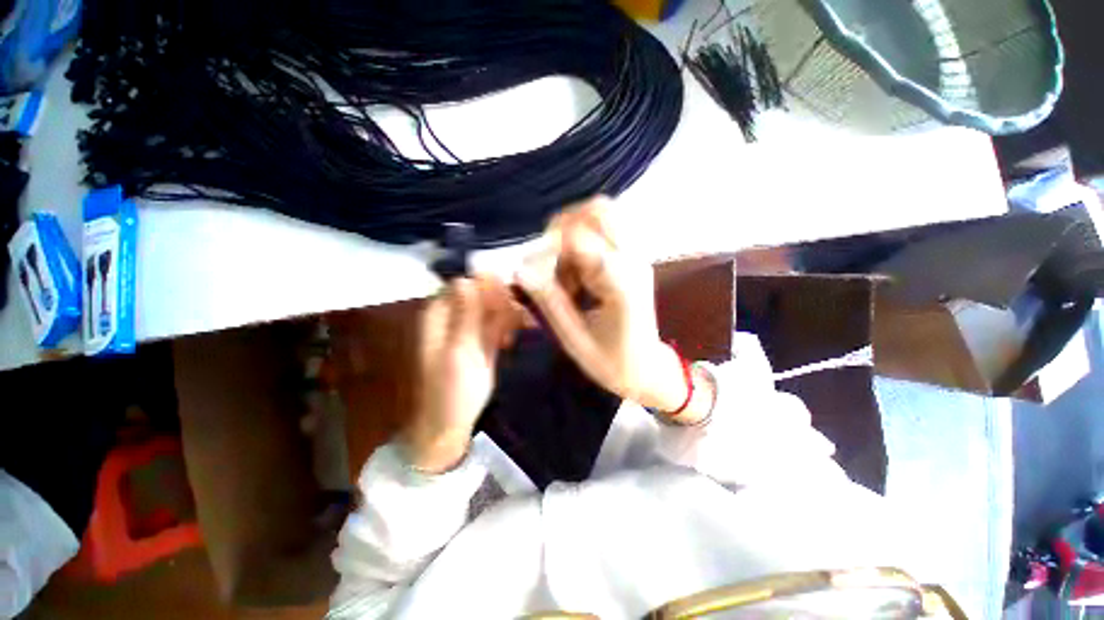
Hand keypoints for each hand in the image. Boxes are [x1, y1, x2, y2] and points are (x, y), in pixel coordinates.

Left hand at [403, 276, 519, 472]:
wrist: (450, 426)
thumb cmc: (451, 390)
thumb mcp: (460, 351)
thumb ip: (465, 316)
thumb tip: (467, 278)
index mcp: (440, 315)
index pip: (465, 284)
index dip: (486, 286)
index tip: (508, 298)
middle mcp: (454, 317)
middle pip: (481, 294)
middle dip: (502, 301)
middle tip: (521, 316)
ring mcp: (469, 330)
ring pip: (492, 309)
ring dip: (509, 315)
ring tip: (523, 329)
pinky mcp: (482, 342)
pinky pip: (497, 325)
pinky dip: (508, 328)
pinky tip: (512, 341)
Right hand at [516, 197, 692, 414]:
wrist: (646, 369)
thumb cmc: (611, 361)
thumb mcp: (573, 337)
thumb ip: (548, 300)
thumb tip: (519, 270)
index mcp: (620, 282)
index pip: (578, 238)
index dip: (546, 247)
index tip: (530, 271)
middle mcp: (632, 260)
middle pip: (598, 210)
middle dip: (561, 229)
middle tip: (548, 263)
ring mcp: (636, 257)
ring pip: (602, 215)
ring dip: (572, 235)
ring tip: (564, 273)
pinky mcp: (632, 259)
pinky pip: (604, 231)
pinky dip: (581, 244)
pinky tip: (576, 274)